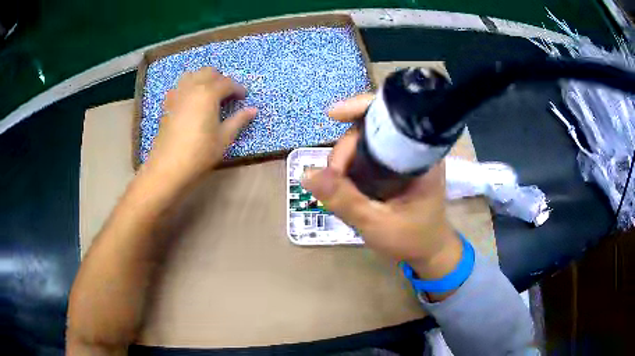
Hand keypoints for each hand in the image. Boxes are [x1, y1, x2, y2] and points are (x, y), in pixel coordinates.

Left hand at [144, 67, 256, 184]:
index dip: (238, 89)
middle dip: (221, 79)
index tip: (244, 98)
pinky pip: (180, 86)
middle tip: (227, 94)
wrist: (168, 167)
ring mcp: (177, 94)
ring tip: (209, 94)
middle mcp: (192, 87)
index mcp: (208, 93)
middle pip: (208, 72)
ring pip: (192, 75)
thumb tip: (253, 110)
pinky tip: (192, 101)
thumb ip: (239, 120)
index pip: (227, 83)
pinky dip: (189, 87)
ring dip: (203, 79)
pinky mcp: (167, 104)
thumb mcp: (224, 138)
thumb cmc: (199, 153)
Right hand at [301, 94, 461, 279]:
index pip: (393, 116)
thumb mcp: (377, 224)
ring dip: (345, 157)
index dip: (361, 108)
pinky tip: (342, 181)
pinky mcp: (396, 168)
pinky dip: (351, 164)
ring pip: (368, 142)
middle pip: (374, 128)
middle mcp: (414, 150)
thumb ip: (345, 200)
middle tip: (331, 176)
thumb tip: (307, 174)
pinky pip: (368, 155)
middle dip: (346, 146)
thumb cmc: (412, 240)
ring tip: (335, 183)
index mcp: (422, 156)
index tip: (332, 115)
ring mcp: (404, 159)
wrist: (428, 253)